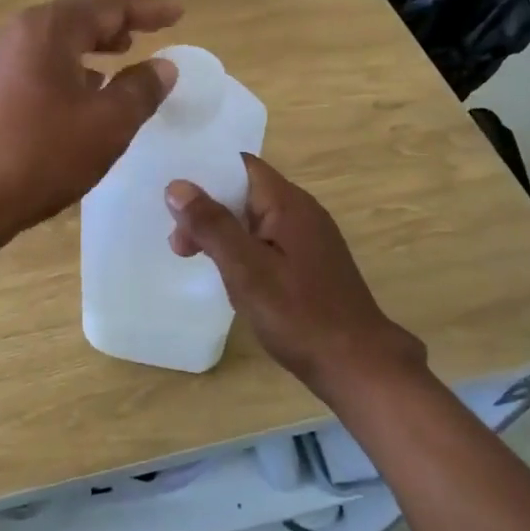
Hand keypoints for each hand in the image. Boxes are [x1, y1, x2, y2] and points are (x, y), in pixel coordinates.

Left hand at [0, 0, 180, 243]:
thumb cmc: (40, 155)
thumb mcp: (106, 125)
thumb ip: (141, 90)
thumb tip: (163, 66)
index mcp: (47, 30)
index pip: (107, 5)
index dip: (146, 9)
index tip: (177, 14)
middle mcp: (16, 34)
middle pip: (75, 17)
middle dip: (115, 24)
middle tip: (147, 33)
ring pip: (53, 42)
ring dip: (89, 47)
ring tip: (117, 59)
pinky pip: (35, 65)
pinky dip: (65, 69)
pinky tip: (77, 95)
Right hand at [165, 155, 426, 398]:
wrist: (357, 365)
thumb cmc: (299, 314)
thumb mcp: (246, 269)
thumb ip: (212, 225)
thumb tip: (177, 185)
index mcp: (288, 203)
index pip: (241, 165)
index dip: (205, 172)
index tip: (172, 194)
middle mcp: (301, 212)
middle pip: (245, 192)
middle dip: (208, 208)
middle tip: (178, 243)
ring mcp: (308, 239)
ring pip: (254, 220)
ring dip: (222, 232)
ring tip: (194, 258)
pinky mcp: (309, 264)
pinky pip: (266, 242)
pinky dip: (241, 250)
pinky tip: (228, 275)